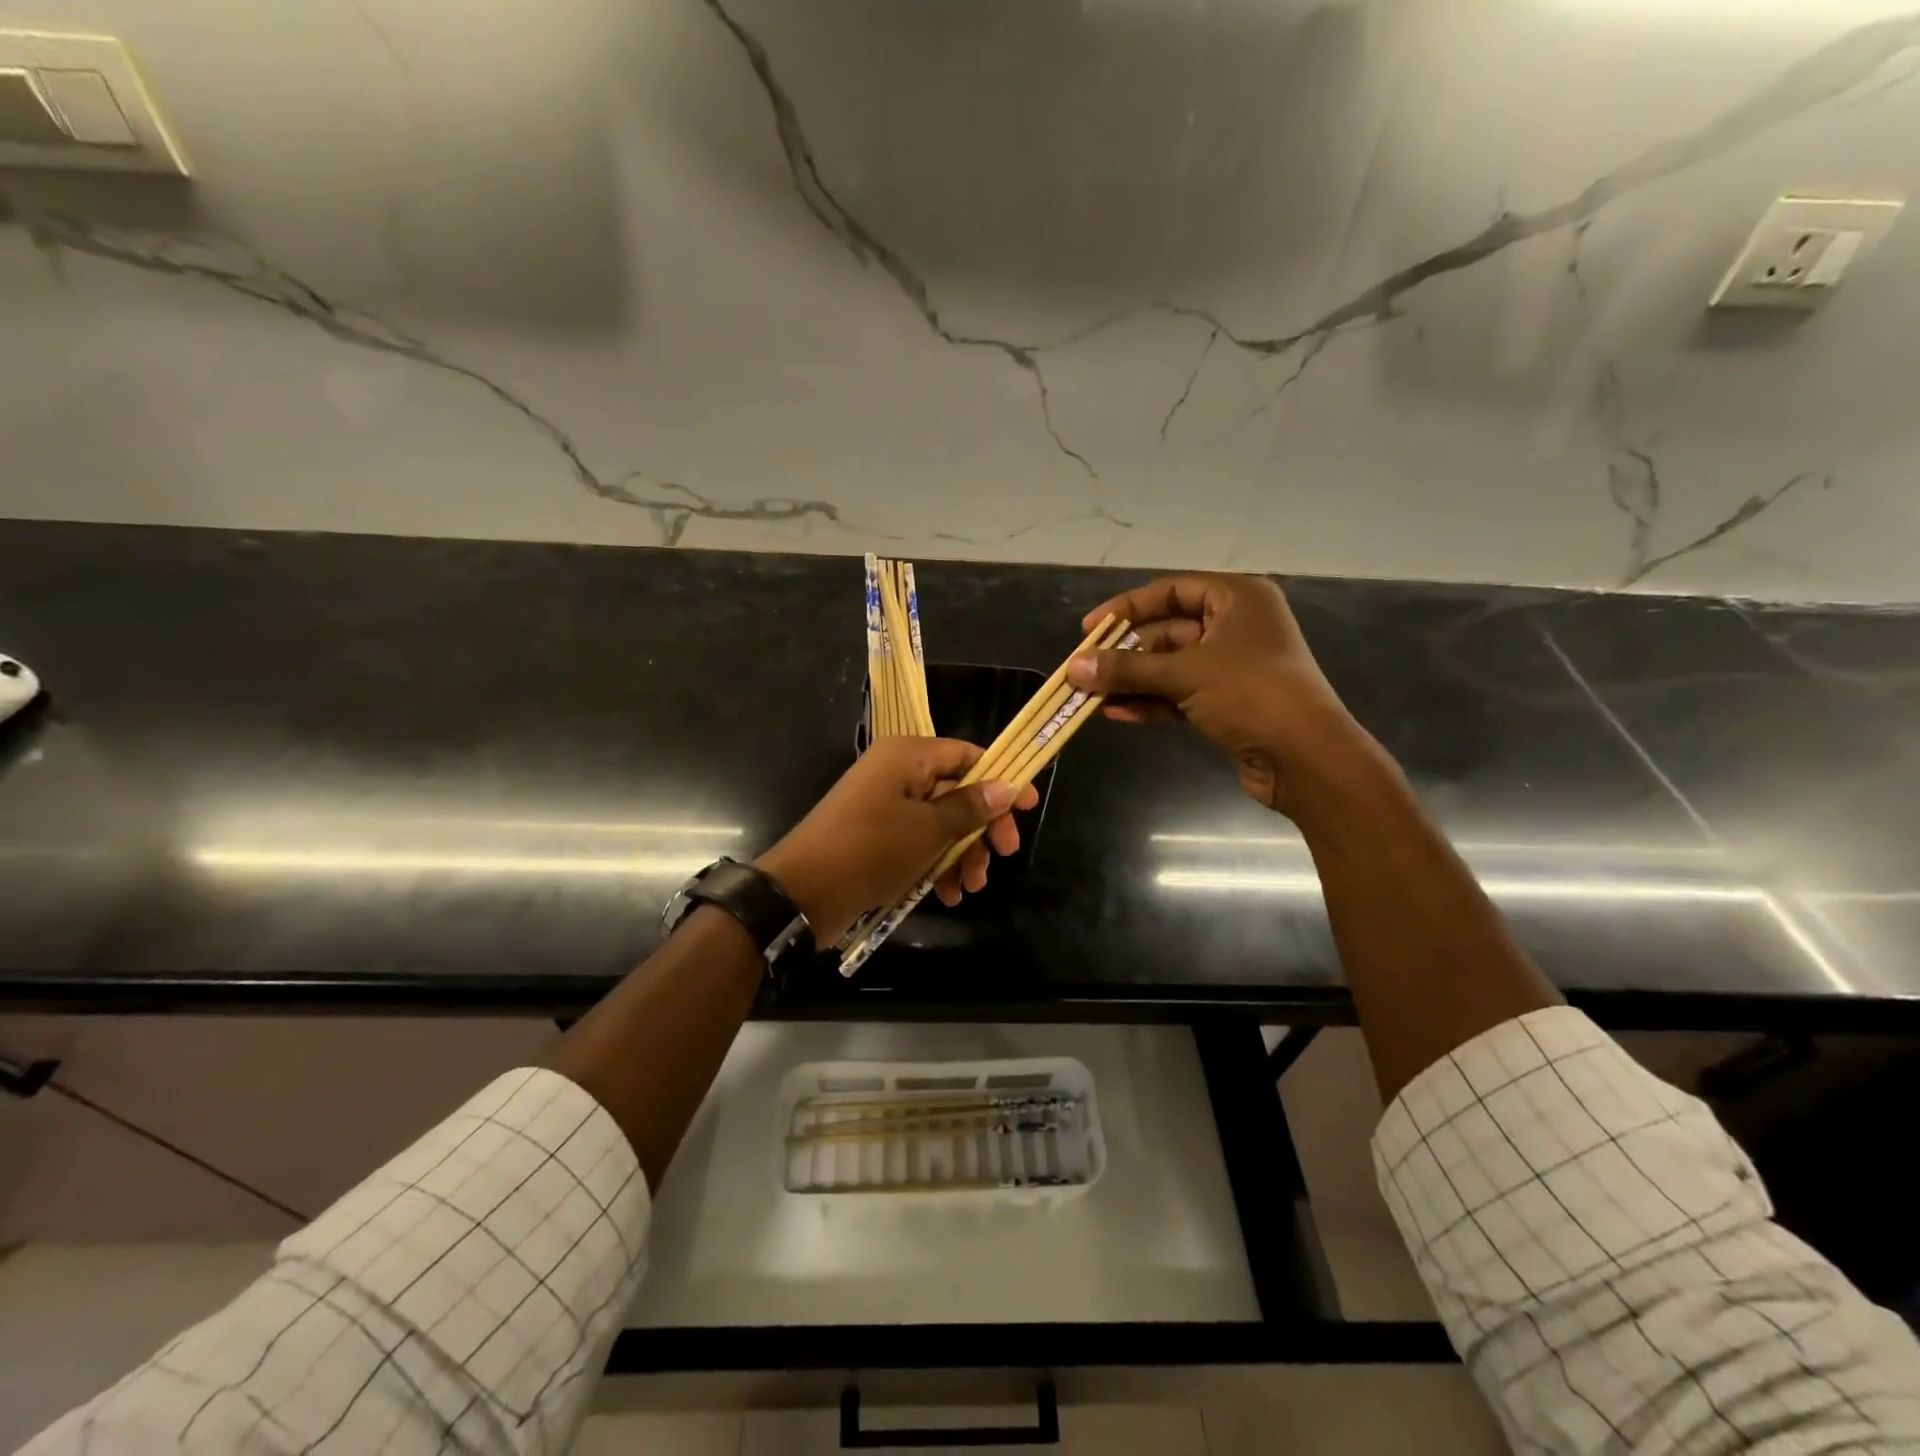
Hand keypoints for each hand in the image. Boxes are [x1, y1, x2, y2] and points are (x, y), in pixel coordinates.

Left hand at [756, 737, 1040, 942]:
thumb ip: (970, 807)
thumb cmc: (871, 849)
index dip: (1000, 778)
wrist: (802, 893)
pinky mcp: (877, 837)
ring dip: (961, 853)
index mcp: (908, 757)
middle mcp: (897, 774)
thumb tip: (1006, 786)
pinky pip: (918, 842)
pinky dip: (936, 864)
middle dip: (981, 827)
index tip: (1027, 806)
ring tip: (971, 887)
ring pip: (940, 822)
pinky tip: (947, 895)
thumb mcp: (929, 829)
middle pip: (957, 791)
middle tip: (1004, 855)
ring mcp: (885, 807)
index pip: (966, 754)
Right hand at [1066, 573, 1370, 813]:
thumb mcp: (1185, 674)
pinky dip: (1150, 701)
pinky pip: (1179, 693)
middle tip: (1084, 669)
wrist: (1307, 758)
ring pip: (1170, 666)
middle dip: (1124, 653)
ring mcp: (1232, 666)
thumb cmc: (1252, 694)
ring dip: (1132, 680)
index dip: (1126, 608)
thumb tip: (1073, 668)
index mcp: (1237, 599)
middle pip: (1166, 631)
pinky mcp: (1228, 702)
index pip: (1170, 591)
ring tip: (1090, 696)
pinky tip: (1115, 713)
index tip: (1089, 629)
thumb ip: (1126, 669)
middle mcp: (1236, 626)